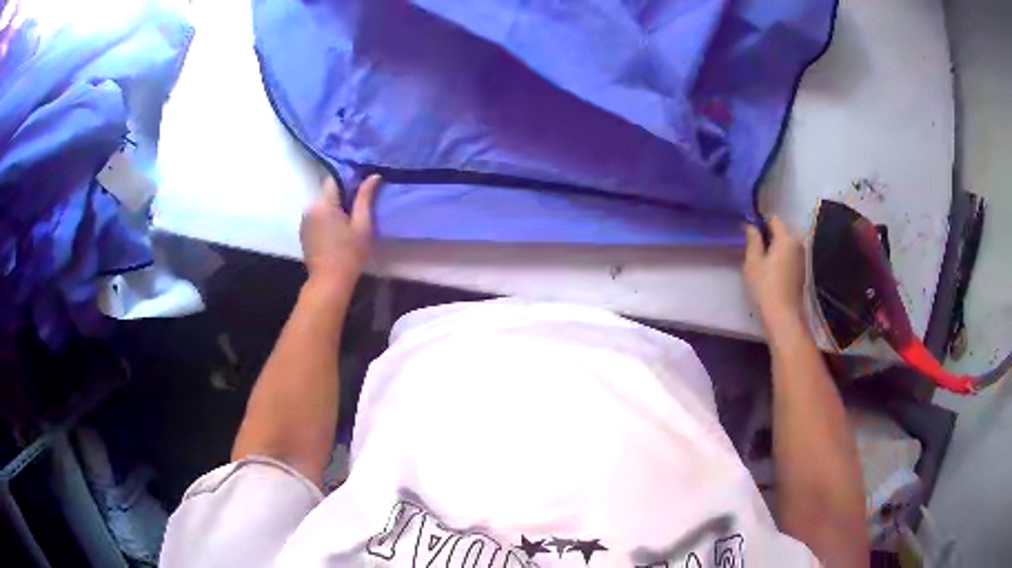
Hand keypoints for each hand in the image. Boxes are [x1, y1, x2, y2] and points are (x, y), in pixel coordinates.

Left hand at [300, 174, 379, 287]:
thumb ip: (365, 198)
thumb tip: (373, 176)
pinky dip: (326, 218)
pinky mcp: (303, 231)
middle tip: (358, 207)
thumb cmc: (349, 254)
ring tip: (347, 220)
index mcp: (323, 203)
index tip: (362, 189)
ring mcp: (304, 220)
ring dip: (333, 207)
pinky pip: (316, 215)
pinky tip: (336, 231)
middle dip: (342, 195)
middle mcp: (310, 207)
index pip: (335, 178)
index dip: (349, 180)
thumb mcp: (362, 225)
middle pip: (327, 192)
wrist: (329, 282)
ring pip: (322, 204)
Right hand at [743, 216, 805, 325]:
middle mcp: (797, 243)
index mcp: (786, 238)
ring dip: (774, 247)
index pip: (773, 219)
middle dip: (768, 235)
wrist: (784, 316)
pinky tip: (772, 271)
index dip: (760, 222)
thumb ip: (752, 240)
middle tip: (753, 248)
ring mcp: (802, 257)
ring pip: (786, 243)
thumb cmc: (766, 287)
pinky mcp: (802, 270)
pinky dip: (781, 257)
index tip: (749, 233)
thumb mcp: (753, 262)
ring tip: (762, 260)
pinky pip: (790, 255)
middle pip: (781, 230)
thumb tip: (750, 225)